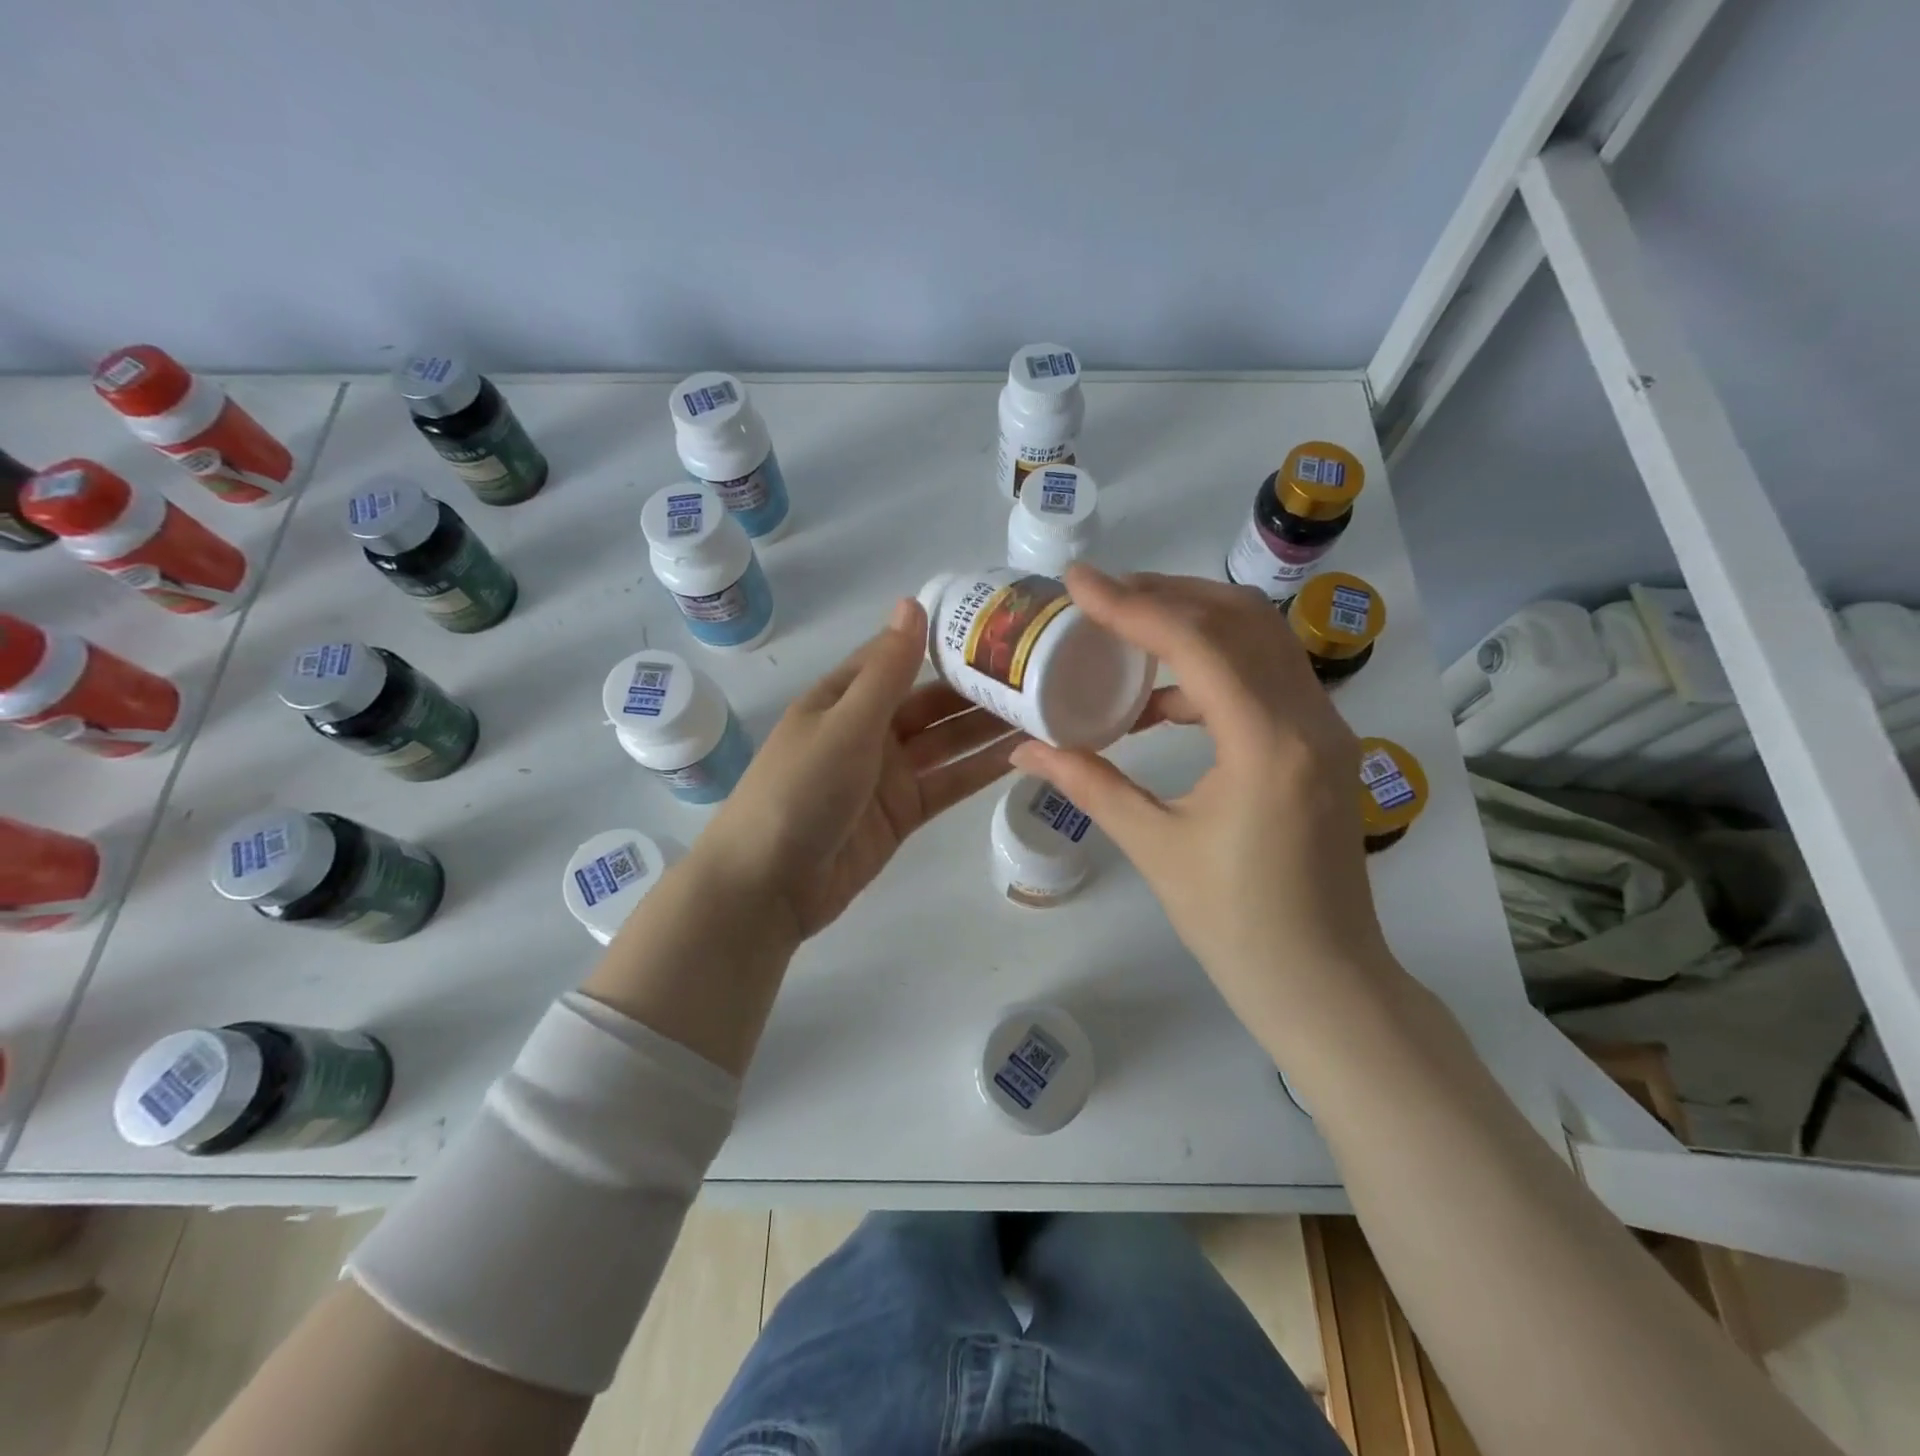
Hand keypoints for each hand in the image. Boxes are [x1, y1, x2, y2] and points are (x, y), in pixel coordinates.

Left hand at [697, 598, 1025, 940]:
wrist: (768, 885)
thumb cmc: (800, 790)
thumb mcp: (845, 723)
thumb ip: (887, 670)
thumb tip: (912, 602)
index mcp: (844, 697)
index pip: (901, 656)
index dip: (945, 641)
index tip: (997, 626)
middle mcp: (868, 729)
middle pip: (931, 701)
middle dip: (978, 688)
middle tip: (1040, 672)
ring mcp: (887, 774)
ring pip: (946, 743)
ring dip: (988, 729)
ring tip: (1045, 710)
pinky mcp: (903, 813)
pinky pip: (947, 783)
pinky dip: (979, 771)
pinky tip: (1021, 756)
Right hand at [1013, 566, 1393, 1036]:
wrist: (1324, 982)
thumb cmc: (1237, 925)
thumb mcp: (1153, 848)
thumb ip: (1089, 784)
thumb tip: (1025, 748)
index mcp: (1266, 744)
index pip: (1196, 643)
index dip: (1131, 605)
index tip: (1076, 582)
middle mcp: (1308, 719)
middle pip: (1239, 619)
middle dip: (1165, 594)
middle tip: (1102, 594)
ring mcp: (1325, 728)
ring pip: (1261, 639)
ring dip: (1194, 621)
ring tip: (1127, 628)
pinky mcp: (1322, 744)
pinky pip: (1267, 676)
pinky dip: (1214, 666)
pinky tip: (1164, 698)